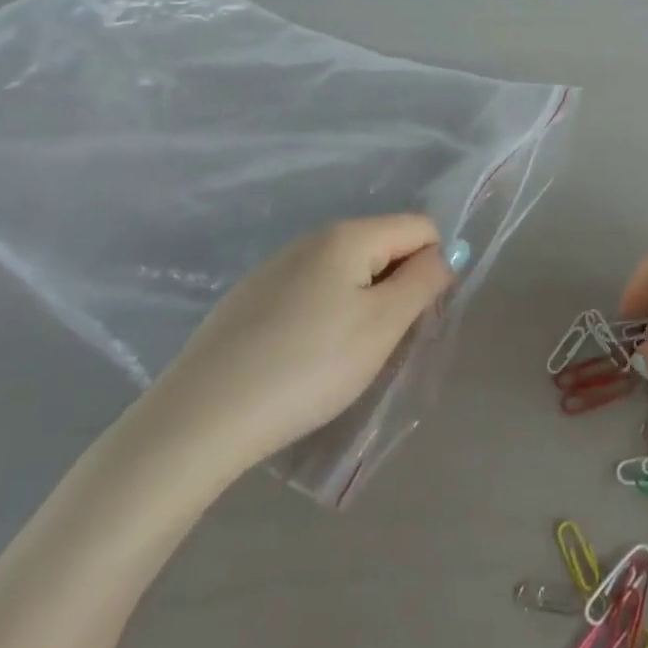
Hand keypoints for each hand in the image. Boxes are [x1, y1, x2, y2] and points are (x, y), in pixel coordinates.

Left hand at [145, 215, 451, 485]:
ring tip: (345, 358)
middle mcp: (312, 238)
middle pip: (383, 247)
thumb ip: (424, 280)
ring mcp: (275, 268)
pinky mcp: (250, 300)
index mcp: (348, 235)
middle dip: (398, 288)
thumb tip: (447, 252)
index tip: (418, 317)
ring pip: (347, 273)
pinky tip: (304, 361)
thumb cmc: (308, 367)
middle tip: (385, 344)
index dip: (433, 267)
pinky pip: (311, 293)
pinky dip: (325, 317)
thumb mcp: (382, 325)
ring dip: (363, 305)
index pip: (421, 227)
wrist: (200, 419)